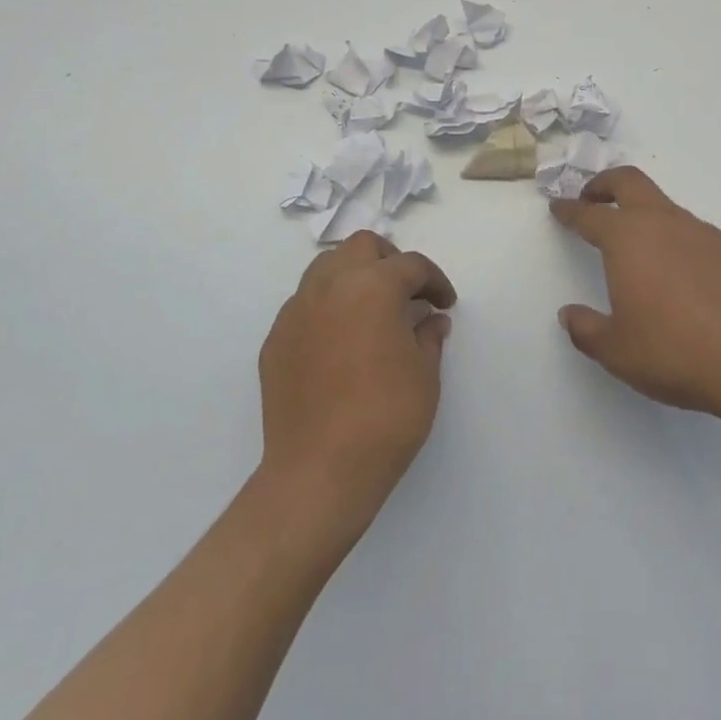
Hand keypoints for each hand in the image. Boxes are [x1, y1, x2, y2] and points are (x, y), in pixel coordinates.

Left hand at [257, 232, 455, 531]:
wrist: (319, 472)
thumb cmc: (385, 417)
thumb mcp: (425, 375)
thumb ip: (429, 336)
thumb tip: (431, 319)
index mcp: (373, 286)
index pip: (411, 265)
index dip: (434, 281)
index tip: (445, 303)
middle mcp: (330, 285)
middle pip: (362, 247)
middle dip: (389, 261)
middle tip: (407, 293)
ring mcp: (297, 311)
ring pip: (326, 268)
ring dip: (353, 276)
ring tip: (371, 310)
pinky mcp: (275, 339)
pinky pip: (304, 304)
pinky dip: (327, 307)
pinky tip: (340, 342)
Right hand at [551, 167, 720, 423]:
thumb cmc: (674, 352)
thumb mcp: (616, 350)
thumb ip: (586, 329)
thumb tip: (570, 314)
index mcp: (628, 239)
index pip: (589, 215)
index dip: (569, 210)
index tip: (558, 207)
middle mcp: (664, 224)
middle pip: (629, 182)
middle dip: (605, 184)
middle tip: (592, 198)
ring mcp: (703, 233)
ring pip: (665, 207)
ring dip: (644, 214)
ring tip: (638, 247)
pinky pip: (695, 234)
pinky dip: (677, 241)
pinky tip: (681, 275)